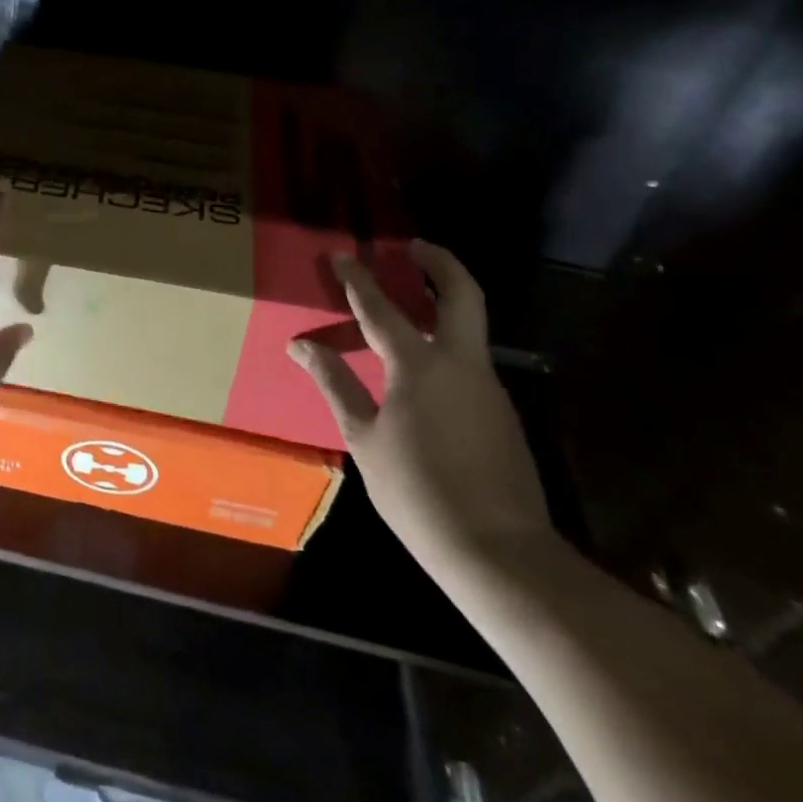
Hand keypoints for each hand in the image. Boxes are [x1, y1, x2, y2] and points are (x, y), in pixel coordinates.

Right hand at [289, 241, 552, 574]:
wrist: (501, 555)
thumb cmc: (419, 493)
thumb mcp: (364, 438)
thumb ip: (335, 383)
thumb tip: (301, 344)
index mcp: (420, 366)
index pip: (381, 308)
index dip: (357, 279)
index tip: (340, 255)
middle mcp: (461, 364)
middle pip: (461, 294)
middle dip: (439, 262)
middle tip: (412, 247)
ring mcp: (488, 387)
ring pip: (469, 327)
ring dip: (443, 301)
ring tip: (408, 301)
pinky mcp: (500, 413)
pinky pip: (469, 360)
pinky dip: (445, 342)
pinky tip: (421, 365)